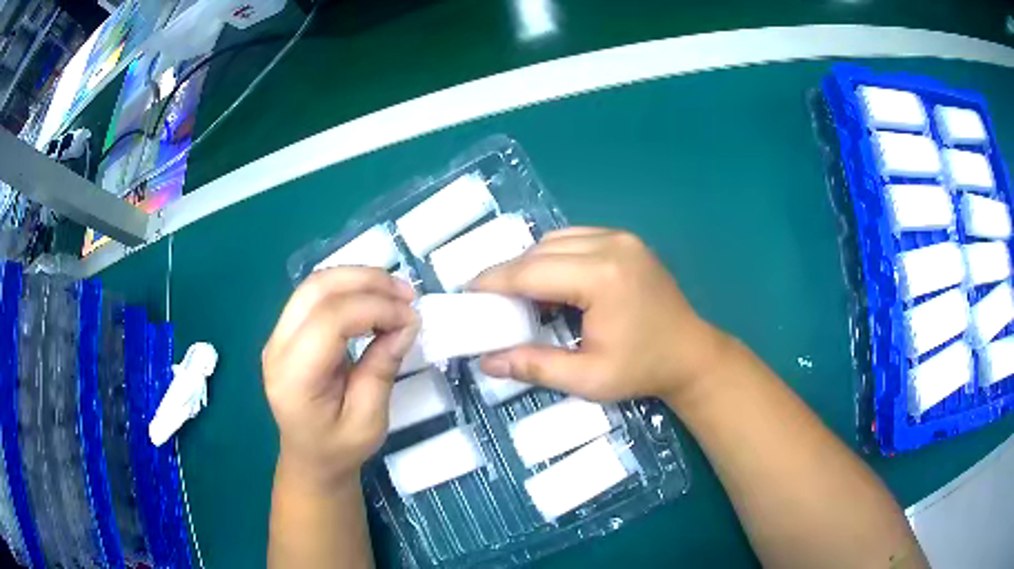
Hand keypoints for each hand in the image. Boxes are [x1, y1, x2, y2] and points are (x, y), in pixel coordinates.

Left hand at [262, 268, 418, 487]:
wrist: (310, 457)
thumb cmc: (340, 448)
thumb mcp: (369, 420)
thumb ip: (382, 368)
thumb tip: (406, 323)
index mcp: (293, 377)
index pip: (329, 321)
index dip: (374, 309)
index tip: (411, 318)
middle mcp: (277, 347)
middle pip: (317, 289)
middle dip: (366, 281)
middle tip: (407, 294)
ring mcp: (277, 335)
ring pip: (315, 283)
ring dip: (358, 279)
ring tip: (395, 292)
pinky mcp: (287, 330)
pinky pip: (315, 295)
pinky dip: (348, 288)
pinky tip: (373, 298)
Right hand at [472, 228, 729, 402]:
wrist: (691, 355)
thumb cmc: (642, 370)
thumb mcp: (587, 379)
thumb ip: (535, 366)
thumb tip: (487, 361)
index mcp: (602, 277)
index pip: (531, 271)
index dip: (494, 281)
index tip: (467, 292)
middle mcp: (611, 245)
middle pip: (541, 251)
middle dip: (509, 272)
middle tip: (489, 299)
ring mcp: (621, 238)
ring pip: (556, 239)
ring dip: (532, 262)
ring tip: (518, 293)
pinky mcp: (626, 240)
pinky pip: (576, 238)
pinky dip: (554, 256)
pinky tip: (551, 281)